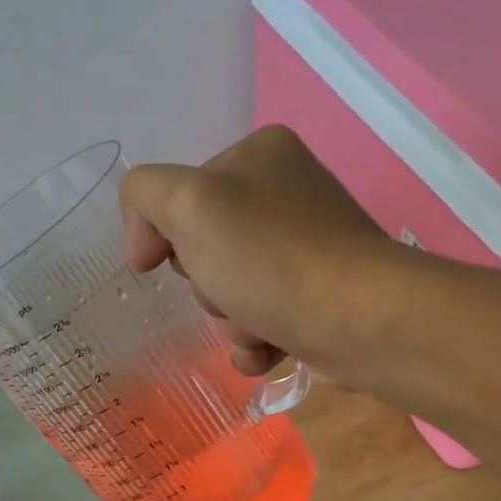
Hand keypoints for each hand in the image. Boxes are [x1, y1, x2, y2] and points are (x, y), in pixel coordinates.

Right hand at [118, 126, 400, 382]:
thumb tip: (145, 243)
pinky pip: (262, 320)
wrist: (355, 319)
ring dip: (231, 320)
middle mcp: (287, 192)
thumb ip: (145, 196)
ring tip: (256, 324)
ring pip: (231, 290)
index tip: (162, 264)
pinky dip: (255, 341)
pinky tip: (269, 347)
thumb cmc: (267, 257)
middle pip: (206, 247)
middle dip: (207, 283)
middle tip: (226, 290)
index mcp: (260, 153)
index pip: (180, 195)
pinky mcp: (320, 295)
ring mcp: (307, 246)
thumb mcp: (187, 205)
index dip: (166, 235)